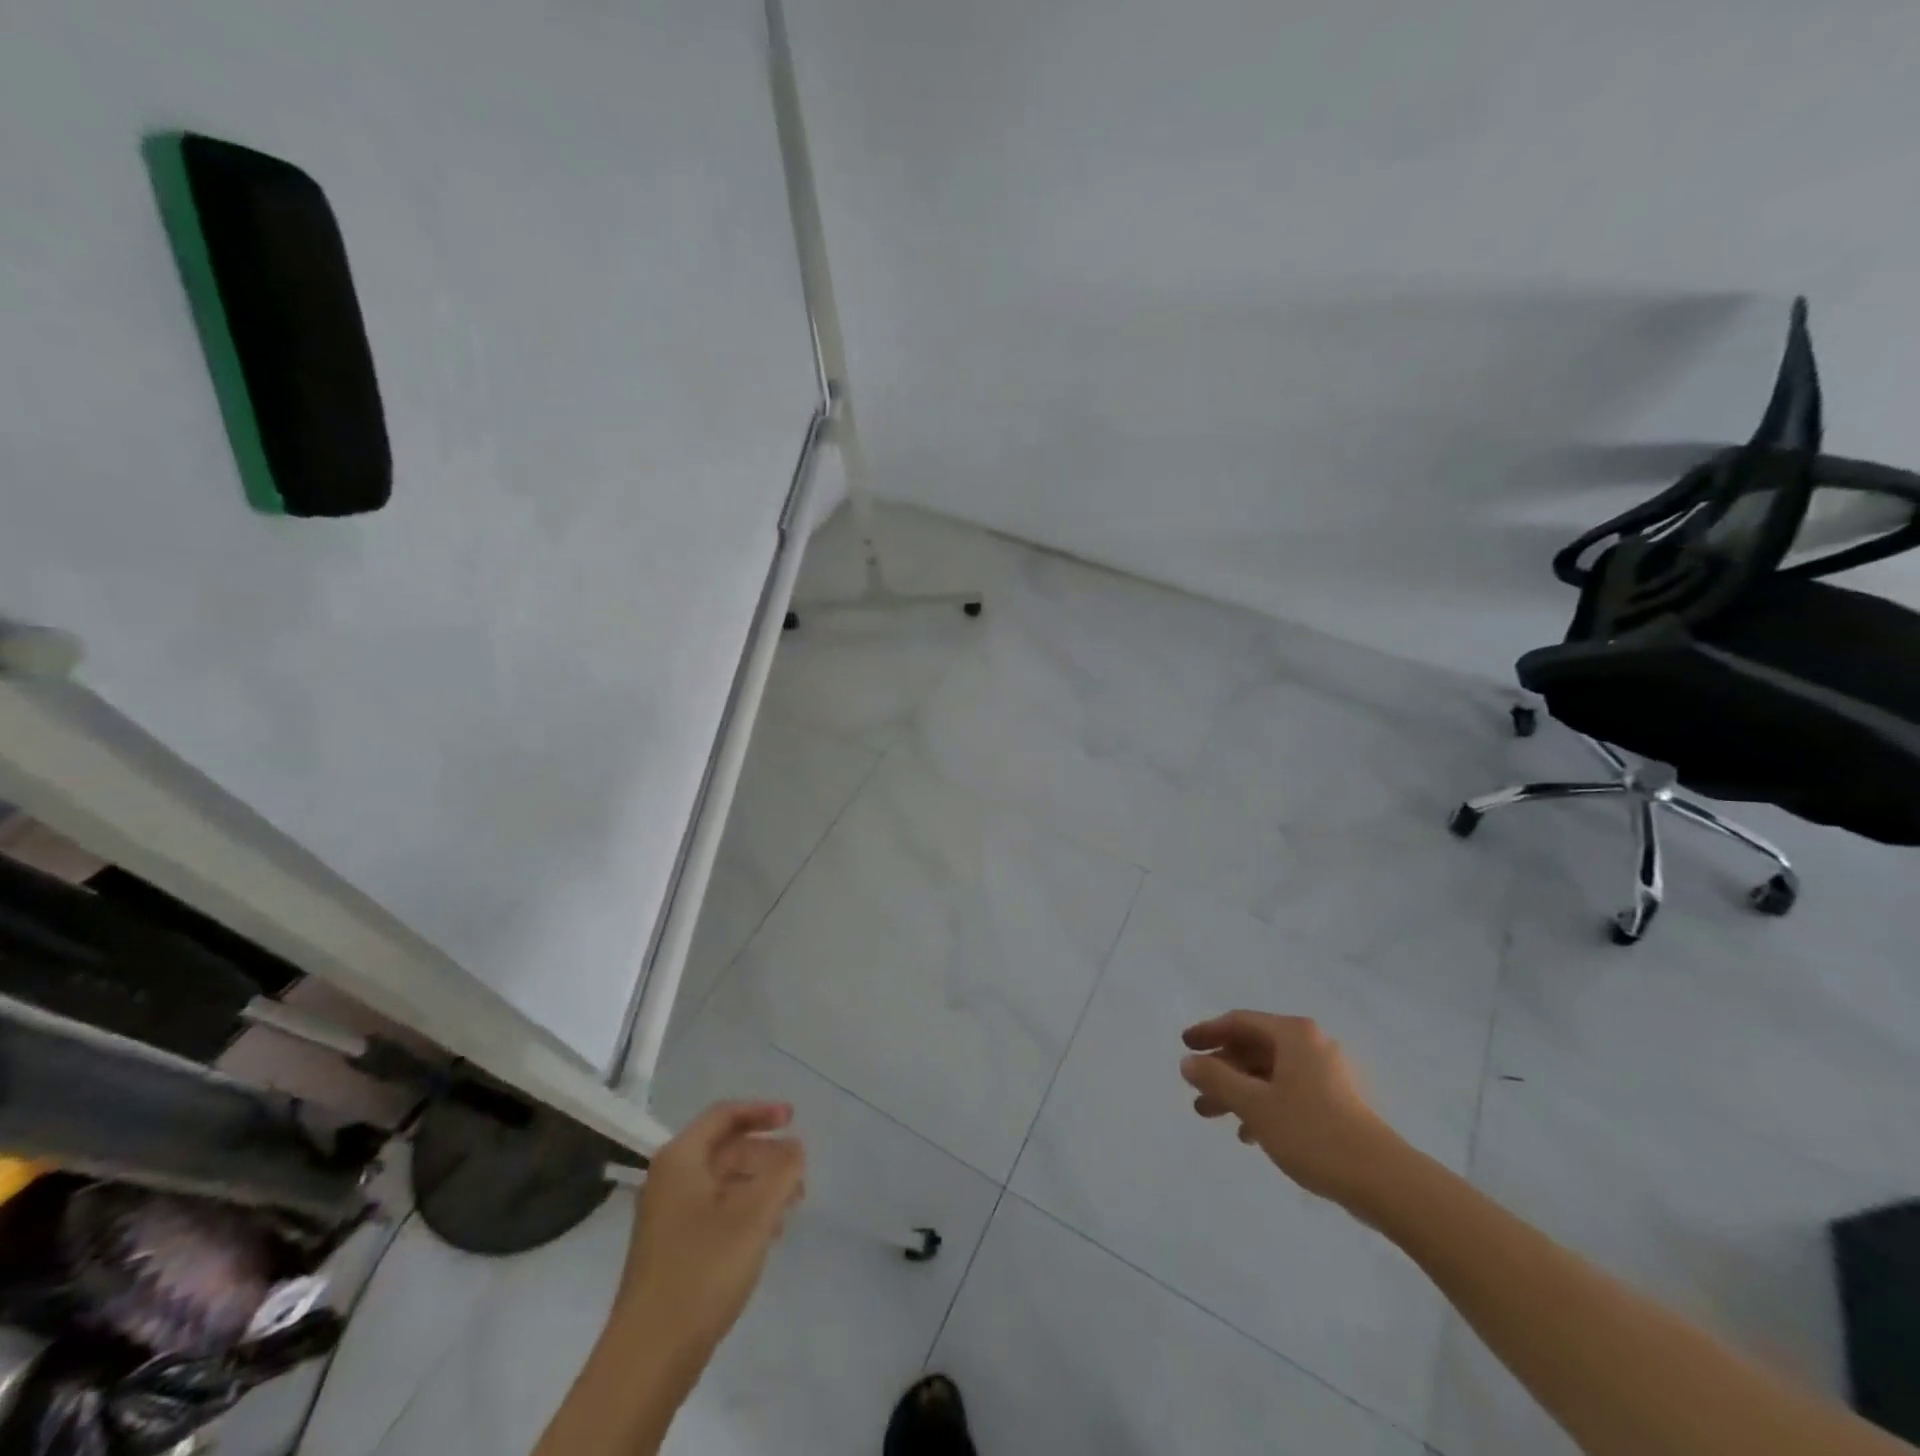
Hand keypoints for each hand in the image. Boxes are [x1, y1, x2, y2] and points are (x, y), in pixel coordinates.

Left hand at [615, 1101, 806, 1372]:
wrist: (649, 1356)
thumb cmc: (703, 1270)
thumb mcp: (754, 1215)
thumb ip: (782, 1172)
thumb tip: (795, 1148)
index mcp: (681, 1159)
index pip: (724, 1115)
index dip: (762, 1111)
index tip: (794, 1119)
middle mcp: (669, 1179)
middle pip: (725, 1148)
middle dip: (766, 1156)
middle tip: (800, 1174)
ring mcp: (666, 1216)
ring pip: (722, 1182)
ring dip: (759, 1186)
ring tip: (791, 1208)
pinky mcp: (671, 1249)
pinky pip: (714, 1210)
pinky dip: (744, 1211)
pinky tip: (766, 1235)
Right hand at [1180, 1011, 1404, 1207]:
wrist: (1382, 1180)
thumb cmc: (1311, 1132)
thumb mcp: (1253, 1104)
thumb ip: (1216, 1078)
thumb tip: (1188, 1061)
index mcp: (1293, 1034)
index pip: (1240, 1022)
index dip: (1208, 1032)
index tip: (1184, 1046)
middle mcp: (1311, 1045)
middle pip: (1254, 1048)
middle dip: (1221, 1070)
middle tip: (1195, 1090)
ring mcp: (1326, 1074)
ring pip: (1269, 1073)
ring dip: (1238, 1091)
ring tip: (1211, 1116)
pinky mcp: (1336, 1103)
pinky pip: (1288, 1092)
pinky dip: (1263, 1105)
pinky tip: (1248, 1134)